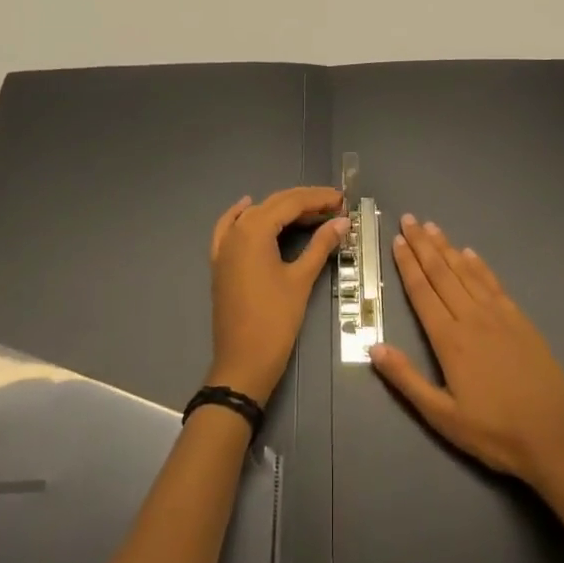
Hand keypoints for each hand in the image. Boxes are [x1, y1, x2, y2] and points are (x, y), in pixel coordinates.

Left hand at [206, 187, 347, 404]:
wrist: (243, 363)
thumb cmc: (275, 320)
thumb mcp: (301, 279)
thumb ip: (321, 245)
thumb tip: (343, 221)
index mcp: (254, 230)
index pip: (291, 203)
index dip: (319, 199)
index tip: (343, 200)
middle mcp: (236, 231)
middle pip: (274, 205)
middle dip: (305, 202)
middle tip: (335, 205)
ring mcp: (225, 246)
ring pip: (256, 215)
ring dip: (282, 210)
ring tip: (312, 212)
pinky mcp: (220, 262)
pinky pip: (229, 228)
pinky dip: (241, 215)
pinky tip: (249, 206)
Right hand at [370, 214, 563, 488]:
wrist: (553, 437)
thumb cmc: (493, 431)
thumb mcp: (442, 416)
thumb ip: (406, 380)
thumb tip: (374, 346)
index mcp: (449, 339)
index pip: (422, 291)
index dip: (407, 264)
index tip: (397, 240)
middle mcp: (471, 317)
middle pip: (441, 272)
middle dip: (423, 244)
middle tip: (409, 219)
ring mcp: (498, 314)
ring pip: (466, 272)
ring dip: (447, 247)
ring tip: (432, 226)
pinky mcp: (519, 318)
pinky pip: (493, 283)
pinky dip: (479, 265)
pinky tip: (470, 253)